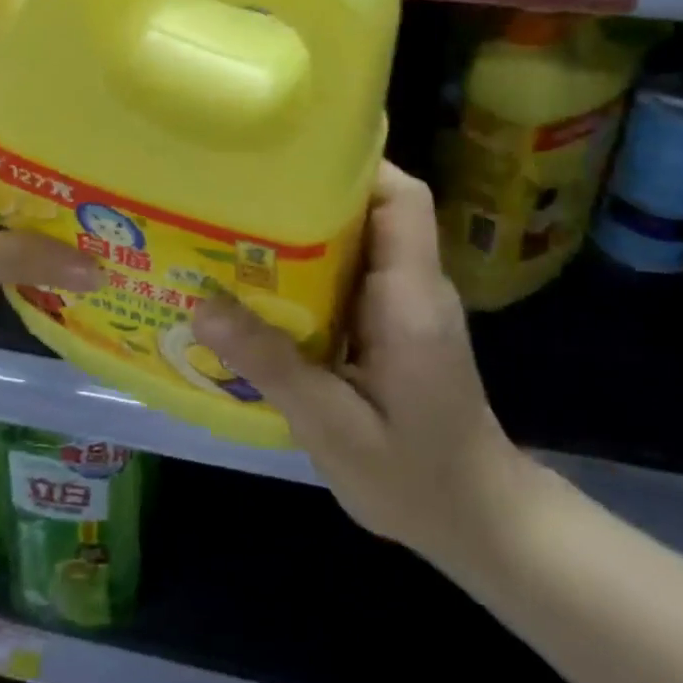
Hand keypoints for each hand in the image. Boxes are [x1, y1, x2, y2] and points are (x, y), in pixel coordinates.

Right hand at [190, 163, 523, 567]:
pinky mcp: (393, 325)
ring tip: (234, 233)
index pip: (400, 198)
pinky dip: (307, 272)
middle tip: (238, 196)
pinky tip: (259, 290)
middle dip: (306, 194)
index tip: (289, 158)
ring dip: (301, 233)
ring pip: (356, 242)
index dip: (353, 165)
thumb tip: (202, 306)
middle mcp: (413, 287)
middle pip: (370, 209)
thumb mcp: (334, 428)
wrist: (480, 523)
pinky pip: (349, 277)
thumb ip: (273, 365)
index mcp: (410, 297)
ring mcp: (405, 305)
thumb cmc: (417, 478)